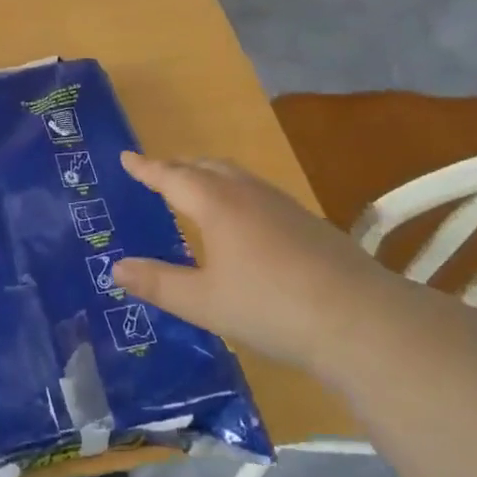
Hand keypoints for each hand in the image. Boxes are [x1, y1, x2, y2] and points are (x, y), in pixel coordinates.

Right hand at [113, 151, 397, 366]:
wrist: (361, 320)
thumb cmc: (270, 307)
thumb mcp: (204, 302)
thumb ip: (158, 283)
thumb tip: (116, 268)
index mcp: (216, 204)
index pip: (172, 176)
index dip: (146, 168)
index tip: (126, 156)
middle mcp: (248, 193)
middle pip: (205, 167)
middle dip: (178, 167)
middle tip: (158, 173)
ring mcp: (283, 205)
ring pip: (236, 177)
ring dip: (208, 176)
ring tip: (196, 190)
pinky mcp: (309, 222)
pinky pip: (258, 193)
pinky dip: (235, 193)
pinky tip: (242, 222)